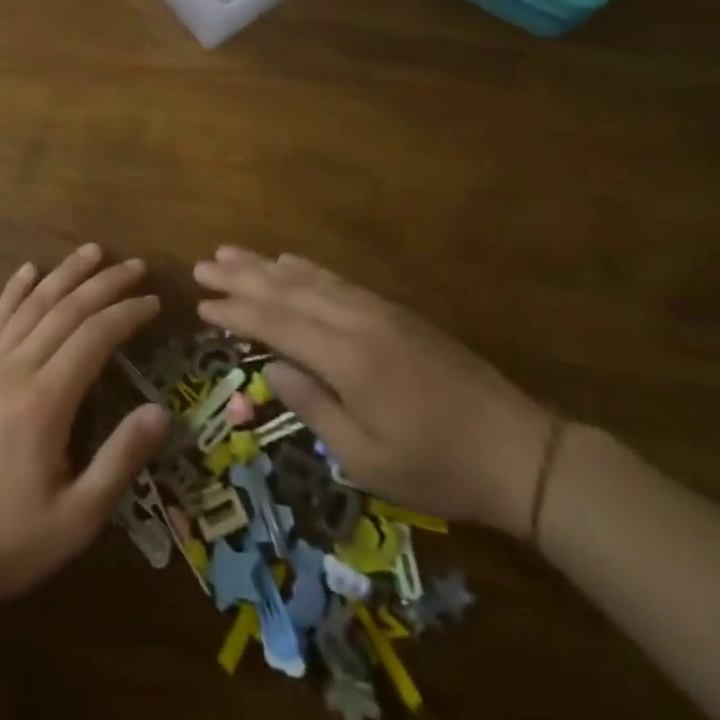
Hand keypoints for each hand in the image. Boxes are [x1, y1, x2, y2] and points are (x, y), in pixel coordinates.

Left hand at [0, 243, 170, 610]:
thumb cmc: (10, 539)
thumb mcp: (77, 518)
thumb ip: (120, 460)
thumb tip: (162, 411)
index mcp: (44, 401)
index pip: (94, 336)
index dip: (126, 313)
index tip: (153, 301)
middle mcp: (15, 369)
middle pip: (65, 309)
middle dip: (104, 283)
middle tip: (135, 265)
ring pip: (31, 304)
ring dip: (64, 274)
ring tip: (92, 251)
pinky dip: (14, 289)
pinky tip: (28, 270)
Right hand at [195, 247, 554, 533]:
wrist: (517, 450)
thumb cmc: (436, 467)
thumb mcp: (366, 459)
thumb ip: (312, 407)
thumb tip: (271, 368)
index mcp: (344, 357)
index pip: (275, 323)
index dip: (235, 312)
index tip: (201, 304)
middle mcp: (354, 321)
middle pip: (285, 289)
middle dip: (240, 277)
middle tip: (202, 264)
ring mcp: (376, 310)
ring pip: (308, 278)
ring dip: (265, 265)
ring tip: (230, 252)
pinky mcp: (393, 311)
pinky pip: (335, 280)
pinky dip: (304, 268)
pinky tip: (287, 261)